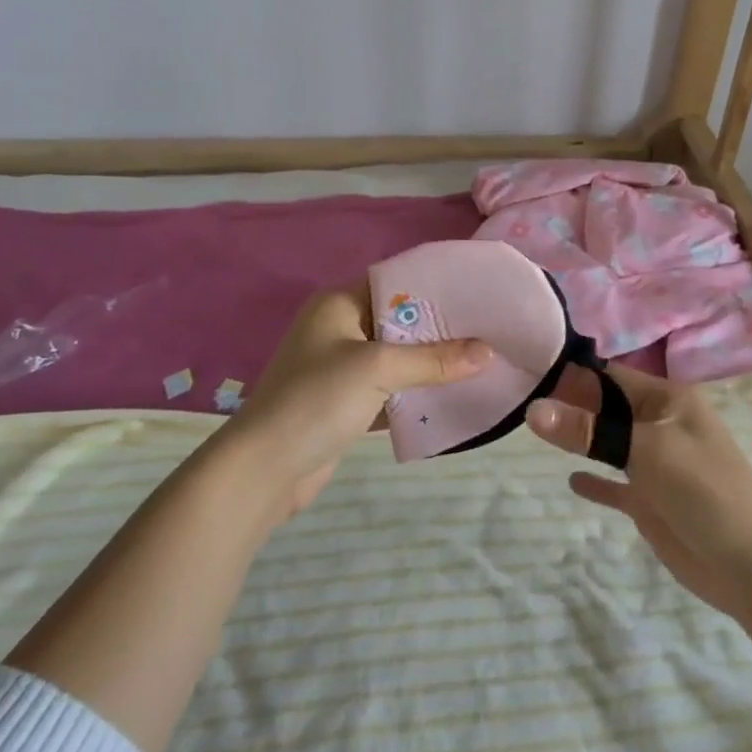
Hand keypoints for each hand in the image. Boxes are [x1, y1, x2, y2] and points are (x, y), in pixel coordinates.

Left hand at [212, 286, 490, 523]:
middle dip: (440, 328)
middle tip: (488, 329)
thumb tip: (488, 352)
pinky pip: (390, 388)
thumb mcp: (377, 369)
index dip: (434, 286)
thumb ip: (434, 359)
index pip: (395, 282)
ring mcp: (341, 367)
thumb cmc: (316, 400)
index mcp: (339, 303)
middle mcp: (340, 328)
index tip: (477, 293)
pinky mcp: (346, 402)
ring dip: (431, 362)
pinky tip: (453, 394)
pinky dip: (415, 391)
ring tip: (481, 359)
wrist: (264, 470)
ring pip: (397, 357)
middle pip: (399, 321)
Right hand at [527, 364, 751, 621]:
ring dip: (577, 438)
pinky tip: (569, 480)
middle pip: (603, 407)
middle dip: (567, 404)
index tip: (524, 372)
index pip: (607, 376)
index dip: (570, 373)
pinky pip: (614, 483)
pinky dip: (594, 480)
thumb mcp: (646, 450)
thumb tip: (533, 410)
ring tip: (529, 432)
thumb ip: (589, 431)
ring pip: (606, 442)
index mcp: (665, 399)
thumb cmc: (705, 488)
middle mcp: (657, 423)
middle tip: (515, 401)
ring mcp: (654, 463)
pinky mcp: (650, 501)